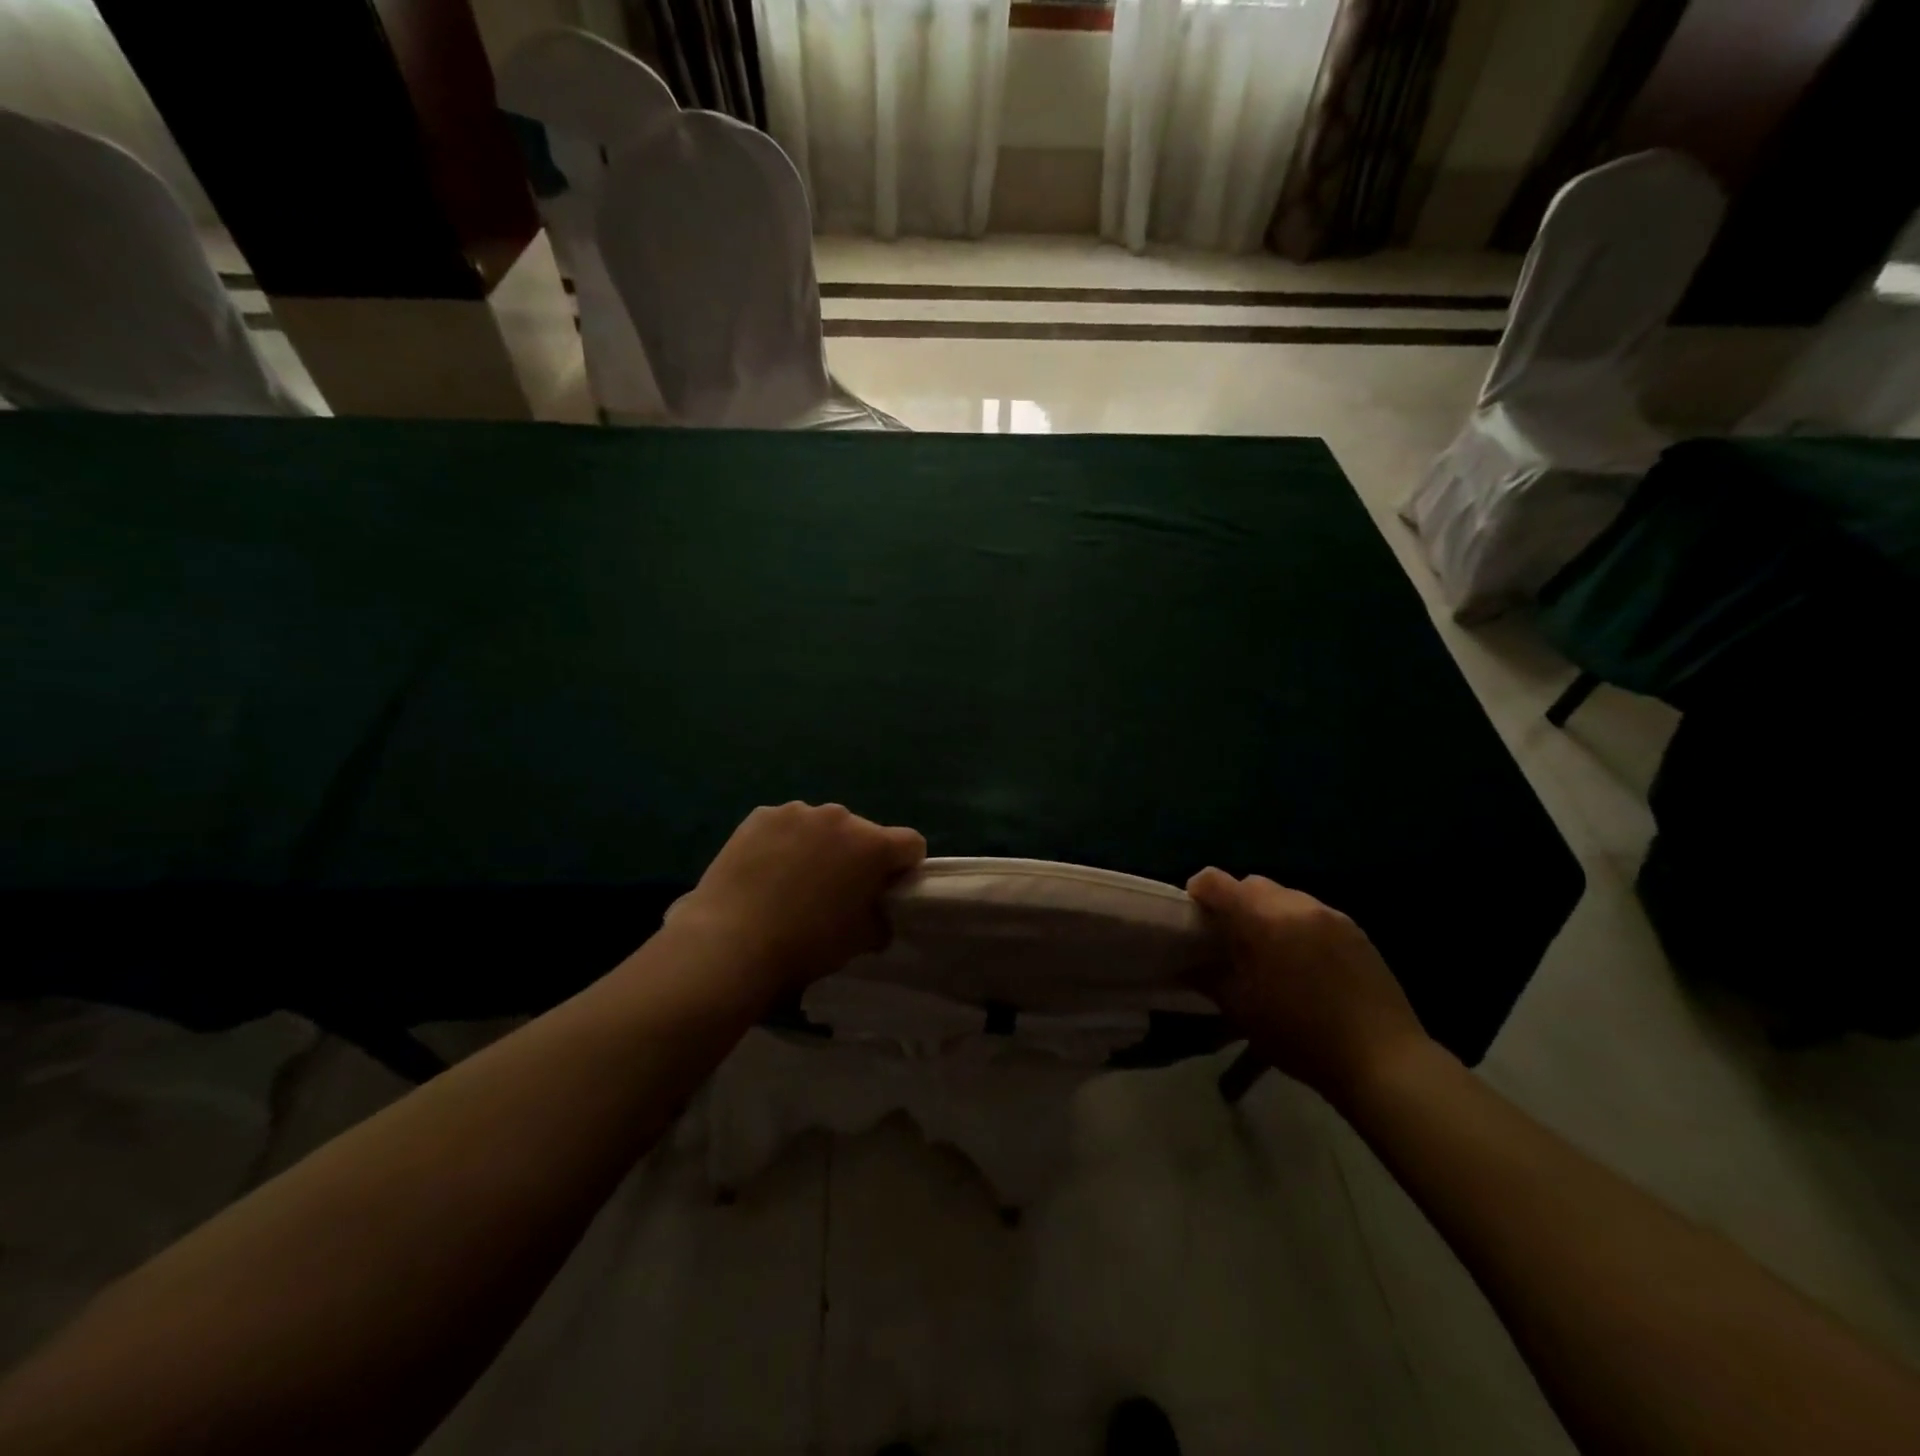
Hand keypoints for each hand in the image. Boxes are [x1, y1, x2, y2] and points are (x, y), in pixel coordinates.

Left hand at [675, 802, 925, 997]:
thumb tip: (877, 913)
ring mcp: (797, 812)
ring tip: (793, 881)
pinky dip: (783, 842)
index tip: (886, 890)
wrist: (731, 942)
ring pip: (822, 827)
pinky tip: (765, 872)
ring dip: (819, 846)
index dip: (904, 867)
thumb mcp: (859, 941)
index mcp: (873, 845)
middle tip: (835, 891)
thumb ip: (880, 919)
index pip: (911, 844)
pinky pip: (785, 826)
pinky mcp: (761, 816)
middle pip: (863, 833)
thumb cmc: (805, 944)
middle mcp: (840, 817)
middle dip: (857, 857)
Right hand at [1186, 868, 1429, 1106]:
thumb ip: (1207, 977)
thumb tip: (1184, 964)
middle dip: (1235, 902)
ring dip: (1268, 913)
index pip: (1215, 881)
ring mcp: (1332, 915)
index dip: (1197, 893)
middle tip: (1231, 939)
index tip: (1195, 919)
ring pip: (1286, 897)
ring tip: (1270, 952)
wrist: (1382, 1059)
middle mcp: (1297, 905)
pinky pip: (1314, 914)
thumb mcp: (1241, 1009)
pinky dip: (1298, 926)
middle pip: (1252, 884)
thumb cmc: (1300, 1035)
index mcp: (1264, 918)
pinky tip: (1304, 963)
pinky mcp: (1356, 930)